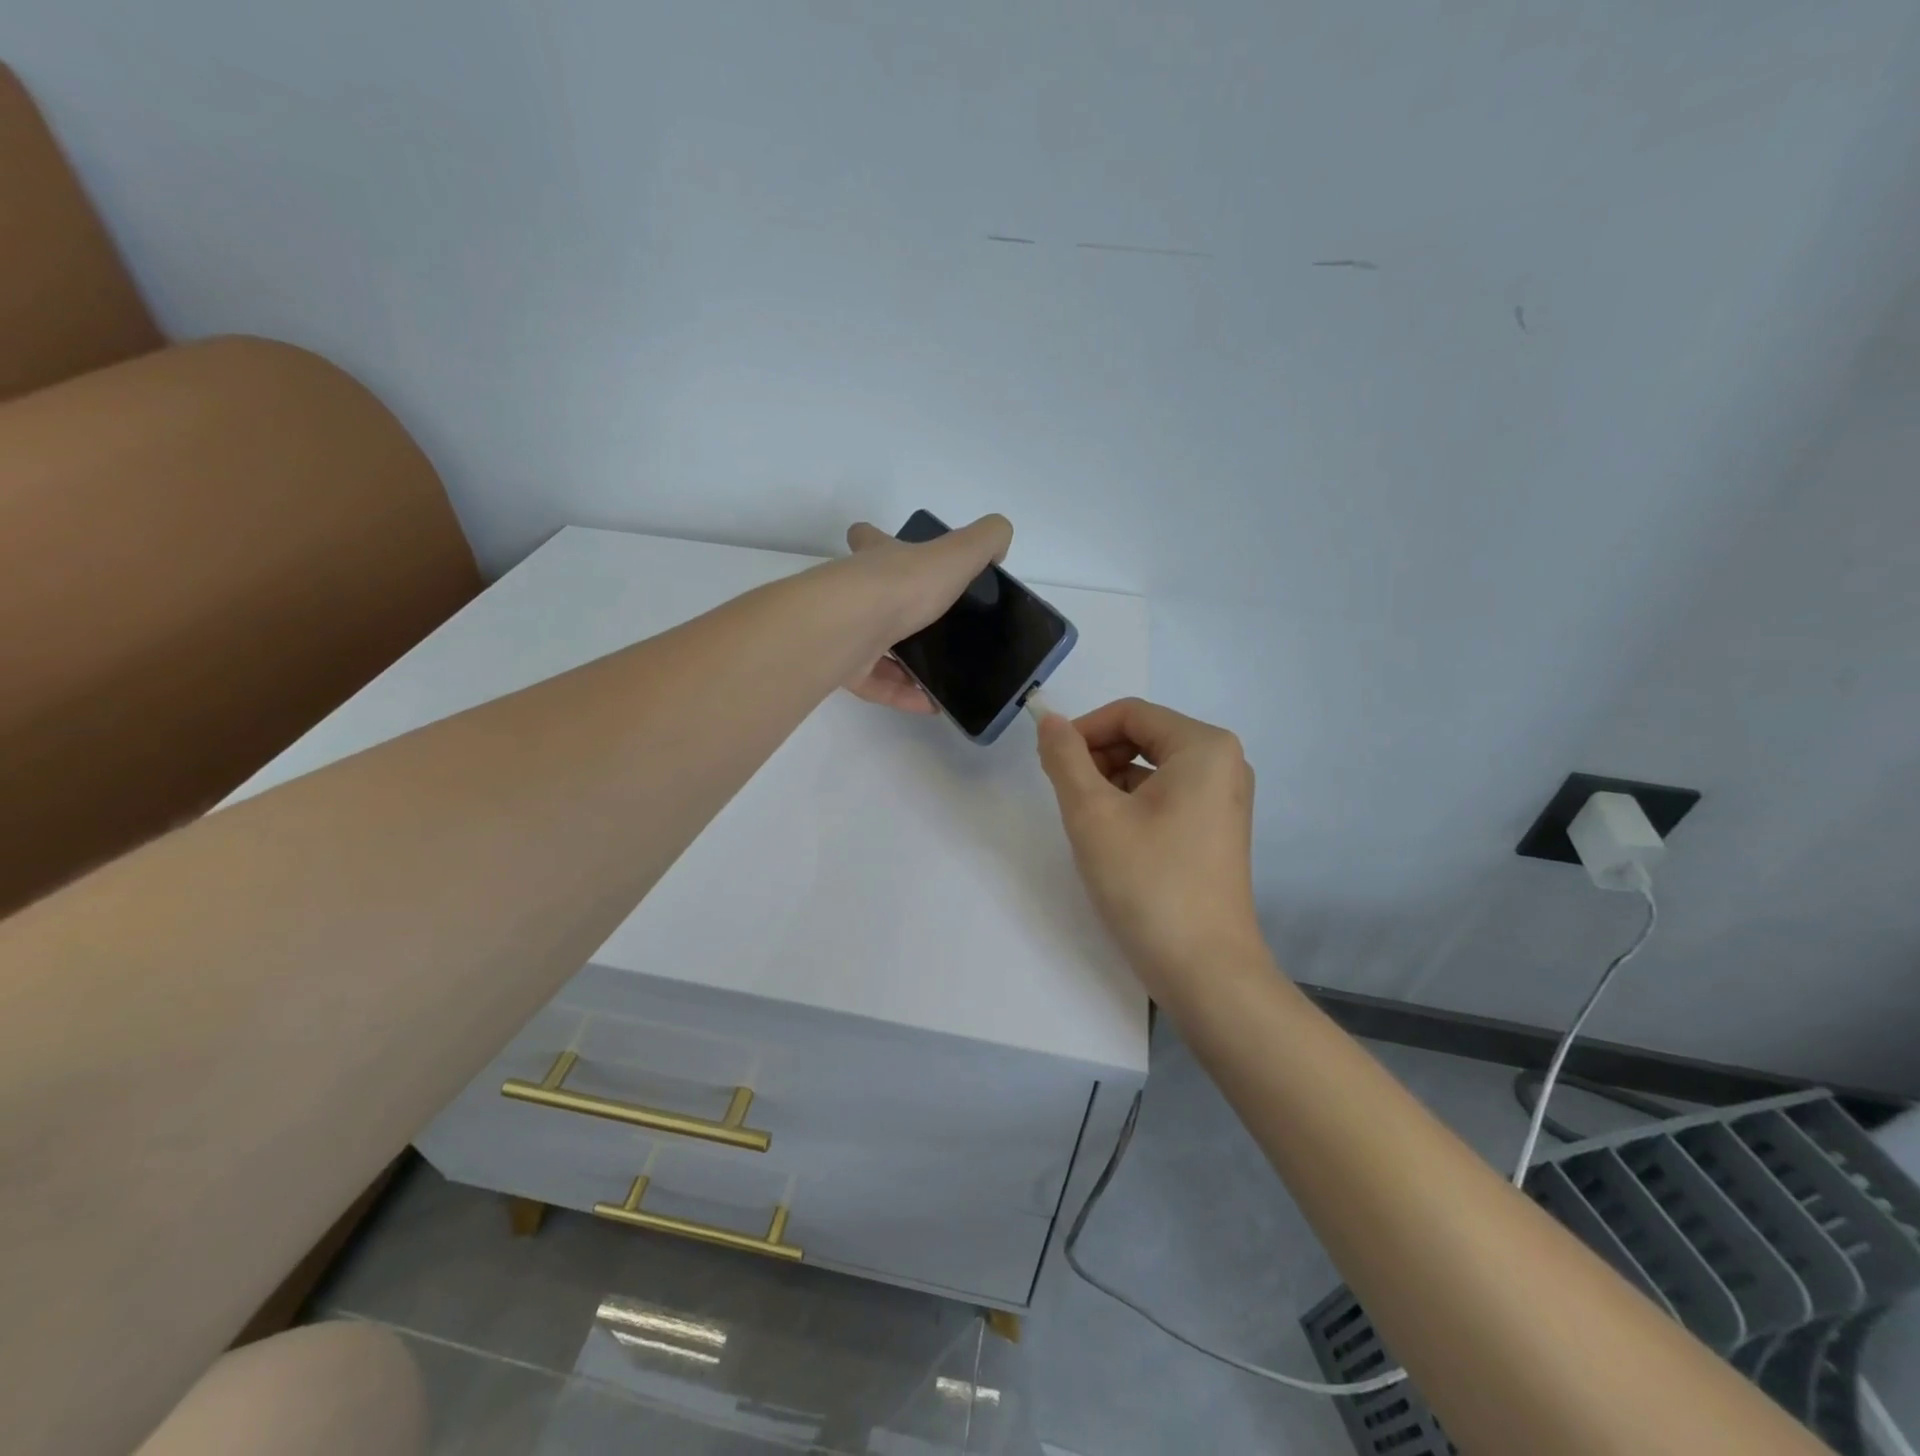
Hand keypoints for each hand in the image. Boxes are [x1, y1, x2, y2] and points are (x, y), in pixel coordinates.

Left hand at [840, 515, 1011, 712]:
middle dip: (898, 611)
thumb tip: (999, 542)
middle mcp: (856, 592)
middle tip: (932, 626)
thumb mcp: (956, 553)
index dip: (878, 540)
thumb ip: (984, 541)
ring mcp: (847, 631)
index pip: (871, 539)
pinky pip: (877, 684)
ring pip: (876, 647)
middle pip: (872, 597)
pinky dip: (903, 694)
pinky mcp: (844, 668)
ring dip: (906, 663)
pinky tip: (931, 704)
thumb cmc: (903, 585)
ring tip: (941, 676)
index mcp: (880, 560)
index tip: (895, 550)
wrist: (852, 626)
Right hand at [1036, 698, 1265, 994]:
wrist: (1205, 971)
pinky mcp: (1217, 830)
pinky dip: (1133, 806)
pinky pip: (1167, 797)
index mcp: (1204, 747)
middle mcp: (1224, 764)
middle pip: (1143, 737)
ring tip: (1089, 826)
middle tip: (1067, 797)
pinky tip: (1114, 843)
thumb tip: (1049, 720)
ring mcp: (1224, 800)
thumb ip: (1065, 758)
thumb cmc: (1148, 883)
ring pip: (1152, 769)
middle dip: (1097, 758)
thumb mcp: (1093, 814)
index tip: (1049, 763)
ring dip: (1111, 784)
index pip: (1130, 713)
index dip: (1083, 731)